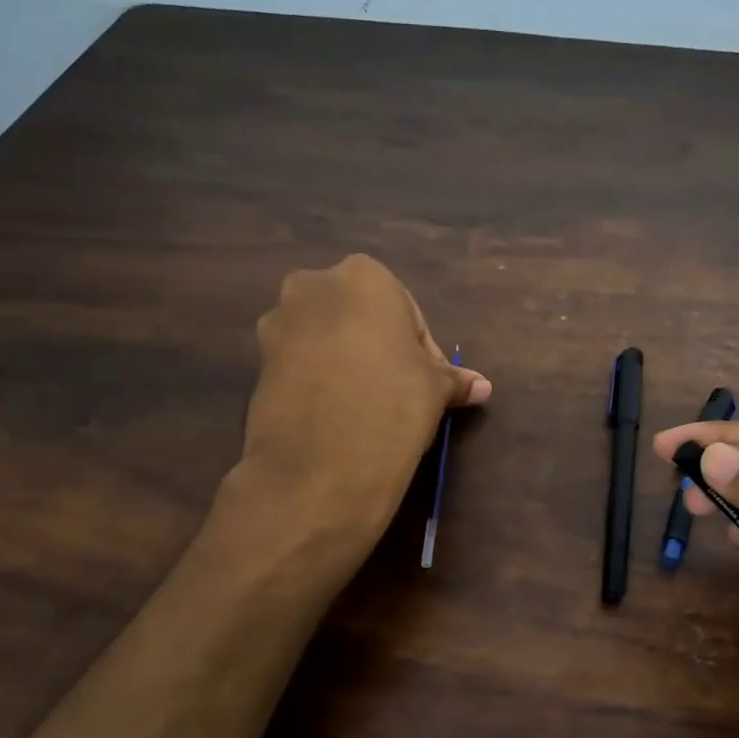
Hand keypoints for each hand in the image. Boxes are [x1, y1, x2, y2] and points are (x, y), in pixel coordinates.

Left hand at [239, 256, 490, 535]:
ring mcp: (278, 323)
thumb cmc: (393, 402)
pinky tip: (335, 415)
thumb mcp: (435, 389)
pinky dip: (318, 380)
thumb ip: (454, 380)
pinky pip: (299, 363)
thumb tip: (482, 387)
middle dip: (379, 348)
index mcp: (364, 276)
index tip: (429, 385)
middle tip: (398, 391)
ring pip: (325, 338)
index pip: (406, 312)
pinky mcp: (256, 362)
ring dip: (345, 362)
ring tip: (365, 406)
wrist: (321, 461)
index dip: (422, 351)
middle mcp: (313, 286)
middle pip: (359, 318)